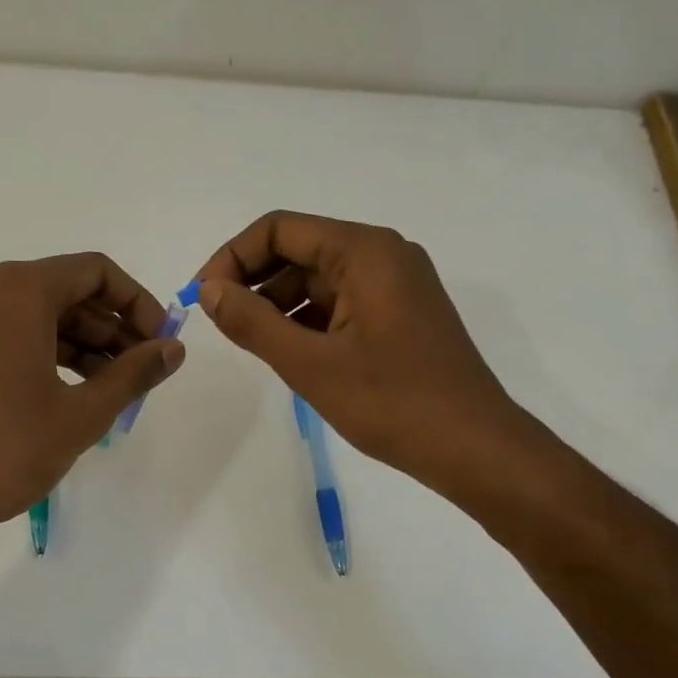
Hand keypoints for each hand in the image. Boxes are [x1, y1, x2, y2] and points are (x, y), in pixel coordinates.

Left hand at [0, 253, 185, 530]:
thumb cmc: (7, 450)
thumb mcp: (82, 413)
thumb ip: (134, 372)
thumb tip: (173, 348)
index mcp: (17, 292)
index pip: (93, 272)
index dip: (136, 302)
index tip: (158, 341)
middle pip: (62, 290)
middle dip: (109, 326)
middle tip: (140, 369)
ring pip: (32, 314)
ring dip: (78, 342)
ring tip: (111, 386)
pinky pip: (3, 332)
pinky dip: (41, 351)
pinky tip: (68, 389)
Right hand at [193, 211, 537, 497]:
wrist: (474, 448)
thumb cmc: (392, 402)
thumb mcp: (310, 363)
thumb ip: (252, 322)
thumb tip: (208, 290)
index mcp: (365, 251)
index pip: (280, 229)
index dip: (232, 257)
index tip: (203, 297)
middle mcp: (382, 255)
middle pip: (298, 249)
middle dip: (252, 281)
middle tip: (219, 323)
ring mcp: (395, 285)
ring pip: (317, 279)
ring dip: (276, 303)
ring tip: (249, 343)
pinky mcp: (398, 314)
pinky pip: (339, 303)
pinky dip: (305, 320)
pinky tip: (286, 351)